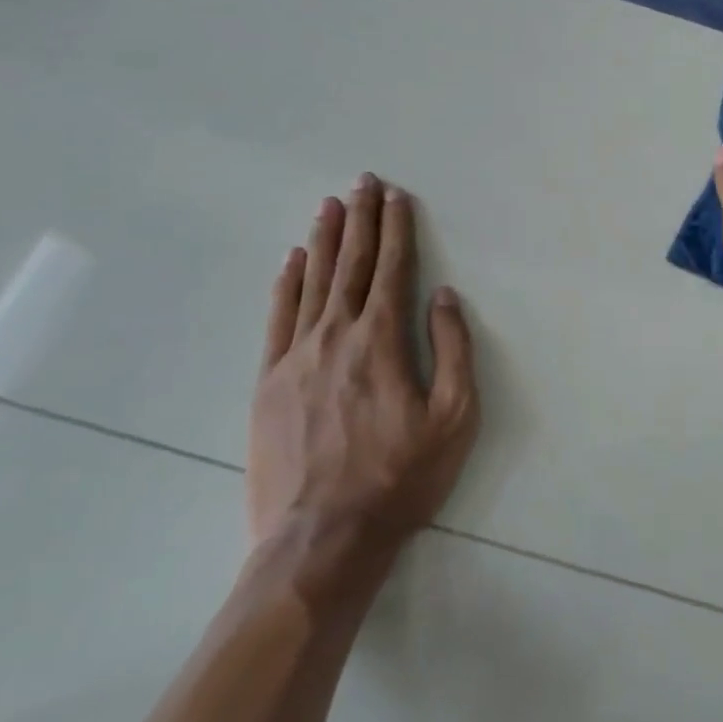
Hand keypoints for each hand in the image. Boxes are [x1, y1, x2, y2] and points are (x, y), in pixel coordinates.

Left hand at [248, 175, 478, 601]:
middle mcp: (335, 335)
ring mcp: (294, 357)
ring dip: (323, 240)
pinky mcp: (268, 383)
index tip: (397, 196)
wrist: (321, 540)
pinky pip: (277, 318)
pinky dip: (286, 284)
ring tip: (330, 205)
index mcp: (381, 340)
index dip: (396, 229)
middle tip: (363, 181)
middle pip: (350, 265)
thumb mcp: (454, 417)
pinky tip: (292, 261)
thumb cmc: (400, 477)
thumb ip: (452, 350)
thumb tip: (445, 297)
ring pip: (311, 283)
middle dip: (360, 219)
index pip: (391, 269)